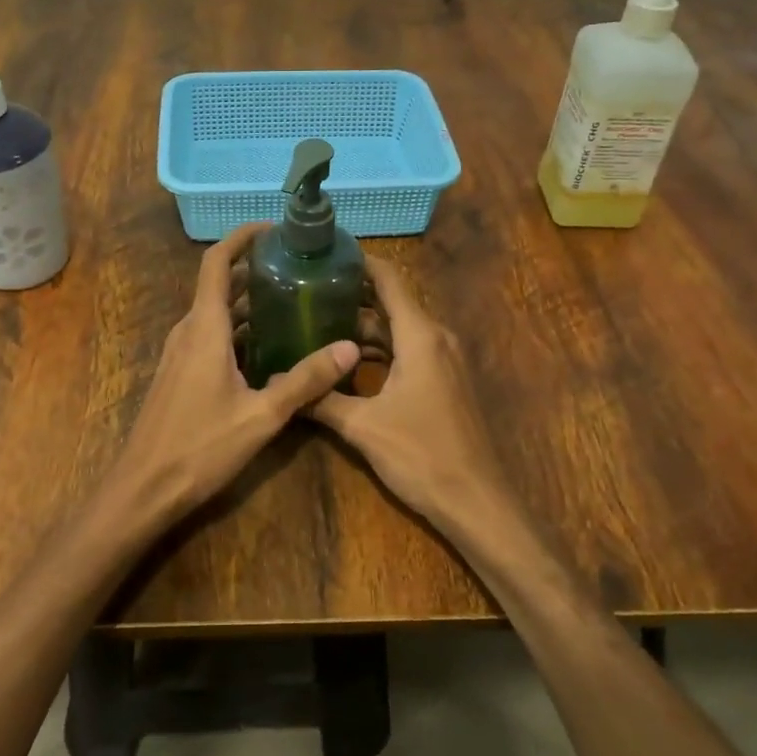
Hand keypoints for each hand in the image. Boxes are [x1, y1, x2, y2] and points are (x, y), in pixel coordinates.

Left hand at [107, 223, 358, 526]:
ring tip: (293, 301)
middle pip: (220, 284)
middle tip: (300, 268)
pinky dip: (240, 329)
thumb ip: (305, 380)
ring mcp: (181, 353)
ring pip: (217, 312)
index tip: (274, 229)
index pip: (217, 263)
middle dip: (256, 270)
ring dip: (250, 302)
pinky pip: (212, 336)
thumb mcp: (261, 416)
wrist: (143, 489)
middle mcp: (189, 331)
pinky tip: (270, 347)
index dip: (241, 237)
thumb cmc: (199, 448)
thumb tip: (350, 348)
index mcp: (205, 328)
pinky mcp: (180, 374)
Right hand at [310, 257, 518, 540]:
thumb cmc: (422, 455)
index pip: (389, 279)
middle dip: (351, 296)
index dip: (359, 262)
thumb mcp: (362, 427)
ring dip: (364, 327)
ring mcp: (444, 360)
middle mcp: (436, 338)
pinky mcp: (445, 382)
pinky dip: (380, 350)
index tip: (325, 254)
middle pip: (391, 303)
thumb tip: (279, 385)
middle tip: (307, 293)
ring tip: (317, 324)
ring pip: (399, 329)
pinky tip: (348, 362)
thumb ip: (321, 400)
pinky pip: (408, 350)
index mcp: (420, 336)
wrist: (476, 502)